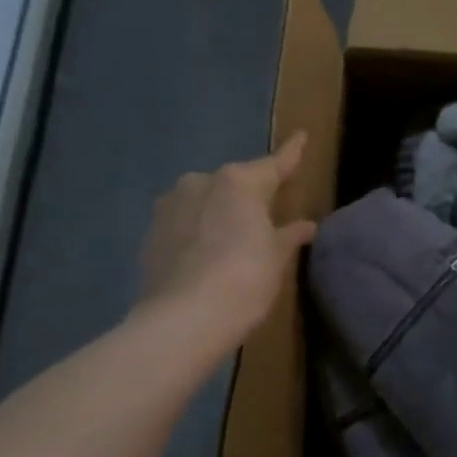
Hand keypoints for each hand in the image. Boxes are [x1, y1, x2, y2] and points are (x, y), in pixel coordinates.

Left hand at [138, 132, 317, 348]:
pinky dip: (199, 233)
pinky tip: (208, 255)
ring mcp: (170, 207)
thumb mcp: (276, 258)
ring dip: (220, 213)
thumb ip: (289, 235)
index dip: (291, 153)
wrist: (183, 320)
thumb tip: (305, 226)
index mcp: (238, 182)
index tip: (302, 136)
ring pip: (205, 202)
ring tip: (233, 238)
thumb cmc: (245, 280)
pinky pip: (185, 224)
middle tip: (268, 213)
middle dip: (250, 195)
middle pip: (235, 184)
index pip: (274, 164)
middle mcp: (201, 182)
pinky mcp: (151, 234)